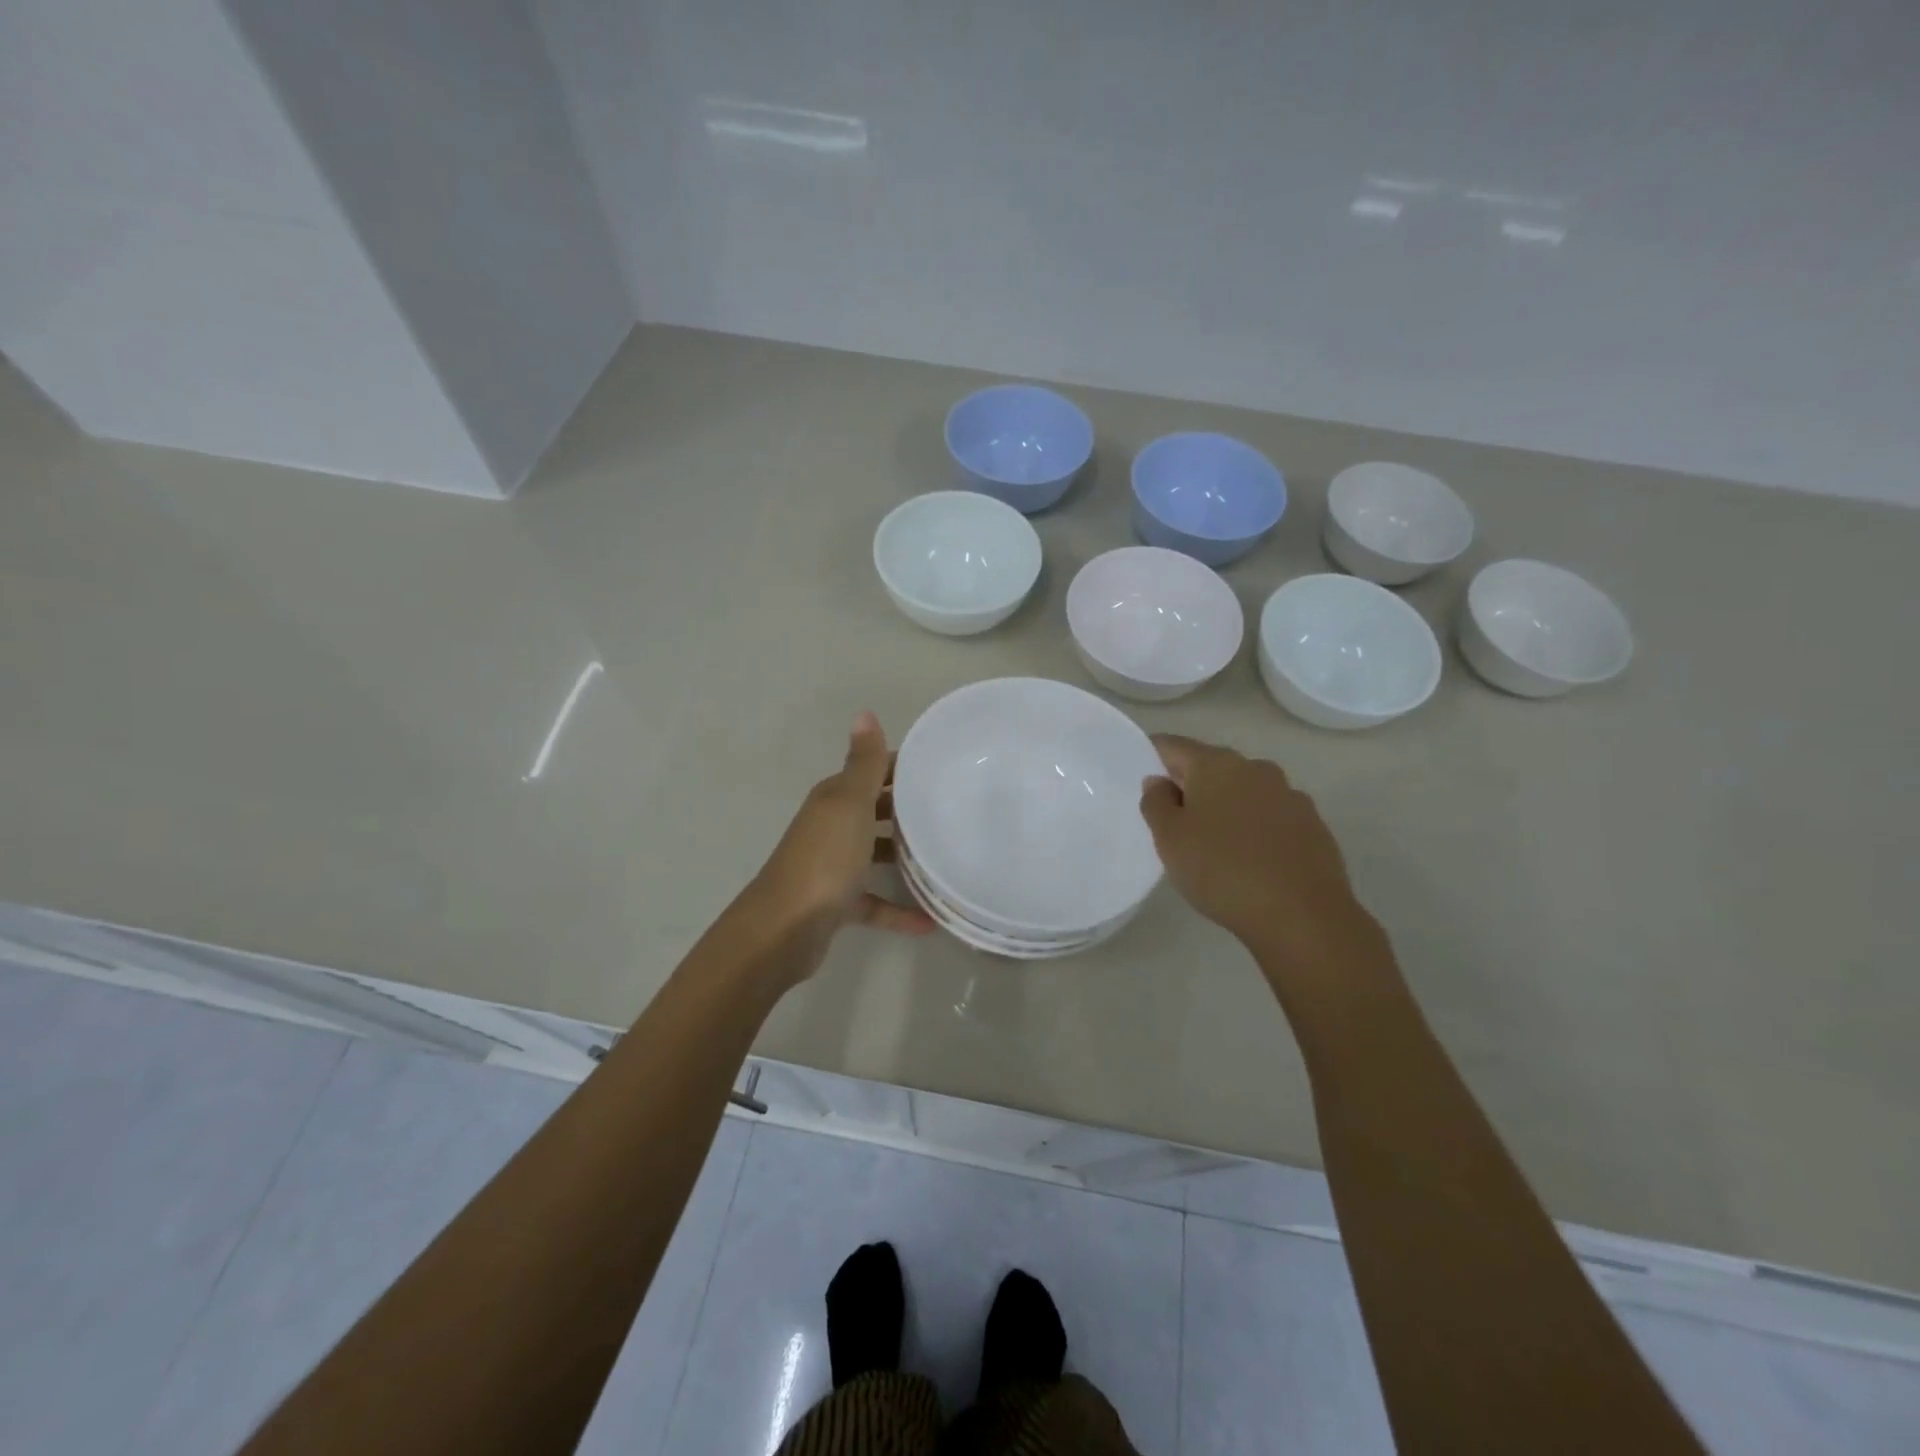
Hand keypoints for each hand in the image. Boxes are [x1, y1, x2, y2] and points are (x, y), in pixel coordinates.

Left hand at [751, 712, 934, 951]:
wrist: (785, 928)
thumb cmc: (824, 859)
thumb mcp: (849, 804)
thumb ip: (863, 763)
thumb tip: (864, 712)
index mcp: (834, 799)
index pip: (872, 771)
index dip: (902, 767)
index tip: (941, 769)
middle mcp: (831, 827)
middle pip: (874, 810)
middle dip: (907, 809)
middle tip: (951, 811)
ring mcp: (833, 867)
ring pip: (873, 854)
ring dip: (903, 856)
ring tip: (944, 858)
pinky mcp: (837, 904)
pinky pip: (874, 902)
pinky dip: (898, 910)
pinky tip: (930, 920)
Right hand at [1140, 735, 1385, 979]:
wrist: (1303, 917)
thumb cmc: (1222, 871)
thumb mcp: (1170, 839)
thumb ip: (1156, 802)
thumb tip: (1160, 781)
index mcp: (1217, 764)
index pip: (1173, 746)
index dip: (1152, 758)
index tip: (1143, 784)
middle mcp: (1256, 769)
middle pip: (1211, 768)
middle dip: (1190, 787)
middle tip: (1173, 823)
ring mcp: (1290, 796)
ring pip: (1243, 793)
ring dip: (1225, 809)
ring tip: (1212, 847)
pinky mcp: (1313, 826)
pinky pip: (1271, 818)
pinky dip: (1254, 830)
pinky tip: (1249, 861)